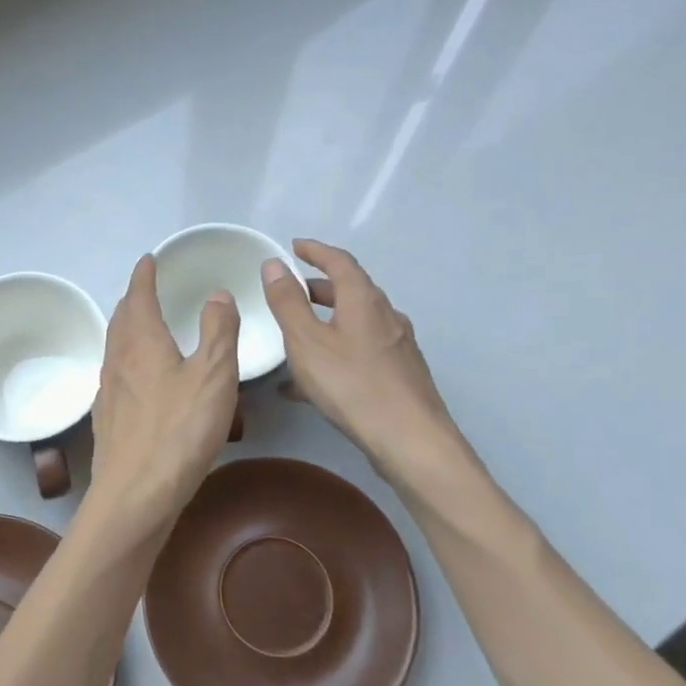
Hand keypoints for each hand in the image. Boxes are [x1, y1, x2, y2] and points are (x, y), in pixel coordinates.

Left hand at [87, 255, 240, 535]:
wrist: (135, 494)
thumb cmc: (179, 431)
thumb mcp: (213, 376)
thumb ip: (218, 331)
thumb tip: (217, 293)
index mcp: (142, 342)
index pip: (138, 296)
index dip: (143, 276)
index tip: (148, 260)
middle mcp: (118, 359)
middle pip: (121, 319)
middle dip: (133, 299)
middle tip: (145, 289)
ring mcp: (108, 391)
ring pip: (115, 346)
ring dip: (127, 328)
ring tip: (141, 325)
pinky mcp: (107, 419)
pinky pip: (115, 374)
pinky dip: (126, 360)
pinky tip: (136, 378)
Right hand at [261, 239, 477, 484]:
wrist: (410, 439)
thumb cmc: (352, 384)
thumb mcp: (306, 341)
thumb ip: (287, 302)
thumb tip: (275, 265)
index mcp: (363, 300)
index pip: (340, 261)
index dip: (316, 250)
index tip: (295, 246)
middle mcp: (385, 315)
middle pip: (350, 291)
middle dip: (318, 288)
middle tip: (291, 291)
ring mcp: (397, 345)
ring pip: (355, 323)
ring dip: (325, 323)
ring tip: (296, 340)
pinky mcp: (401, 373)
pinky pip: (360, 351)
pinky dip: (335, 352)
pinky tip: (313, 384)